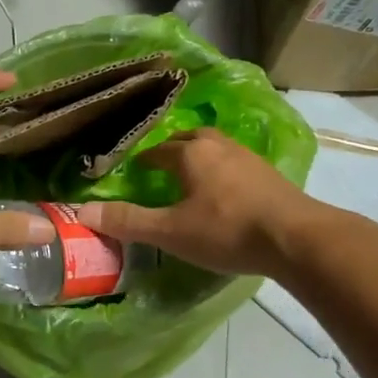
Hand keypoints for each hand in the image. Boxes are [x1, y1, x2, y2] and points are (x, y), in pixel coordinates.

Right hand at [76, 128, 323, 278]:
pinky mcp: (270, 174)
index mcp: (190, 153)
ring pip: (215, 149)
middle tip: (162, 169)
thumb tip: (82, 212)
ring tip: (192, 178)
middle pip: (189, 140)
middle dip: (173, 151)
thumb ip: (128, 221)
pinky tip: (226, 192)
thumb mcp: (171, 231)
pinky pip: (236, 164)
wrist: (295, 237)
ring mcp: (248, 157)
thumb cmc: (226, 230)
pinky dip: (223, 171)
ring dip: (200, 158)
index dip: (143, 161)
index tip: (134, 172)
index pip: (157, 150)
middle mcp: (218, 145)